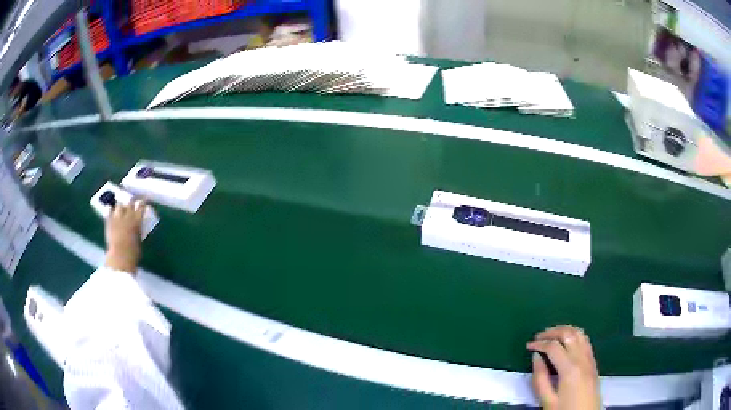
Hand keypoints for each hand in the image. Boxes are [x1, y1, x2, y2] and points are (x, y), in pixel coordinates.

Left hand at [104, 199, 145, 273]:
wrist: (120, 256)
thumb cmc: (133, 253)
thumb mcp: (139, 241)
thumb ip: (137, 232)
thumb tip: (137, 230)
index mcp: (137, 221)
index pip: (141, 206)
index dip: (143, 202)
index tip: (144, 200)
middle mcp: (128, 216)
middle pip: (130, 202)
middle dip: (131, 201)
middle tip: (132, 201)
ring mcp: (117, 217)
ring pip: (119, 205)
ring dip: (121, 206)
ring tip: (121, 207)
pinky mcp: (109, 221)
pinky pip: (109, 211)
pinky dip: (110, 210)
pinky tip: (110, 209)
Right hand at [526, 325, 600, 409]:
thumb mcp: (547, 401)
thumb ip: (540, 379)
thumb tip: (536, 358)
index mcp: (570, 369)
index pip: (554, 347)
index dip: (539, 343)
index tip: (528, 346)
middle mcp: (582, 359)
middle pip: (568, 334)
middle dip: (551, 332)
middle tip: (538, 337)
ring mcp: (590, 359)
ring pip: (579, 333)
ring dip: (564, 330)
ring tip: (551, 335)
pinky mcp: (593, 362)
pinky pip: (585, 340)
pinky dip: (574, 335)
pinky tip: (567, 341)